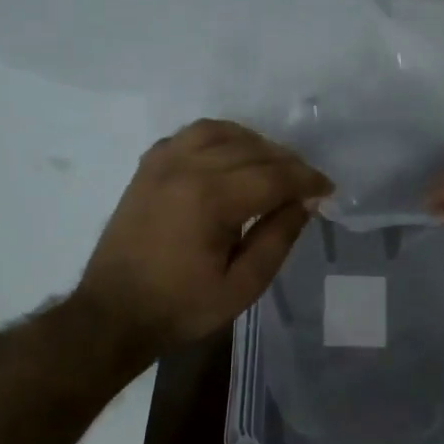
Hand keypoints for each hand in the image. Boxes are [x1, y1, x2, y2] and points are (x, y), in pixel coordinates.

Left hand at [76, 120, 332, 355]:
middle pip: (251, 149)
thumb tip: (304, 202)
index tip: (327, 190)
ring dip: (253, 143)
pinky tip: (228, 159)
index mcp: (210, 199)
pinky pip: (189, 135)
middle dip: (286, 162)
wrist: (115, 313)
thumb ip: (278, 238)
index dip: (306, 180)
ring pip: (219, 131)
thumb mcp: (242, 286)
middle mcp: (186, 168)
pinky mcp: (147, 167)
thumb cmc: (182, 306)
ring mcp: (162, 162)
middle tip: (305, 184)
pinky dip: (217, 139)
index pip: (273, 175)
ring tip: (271, 166)